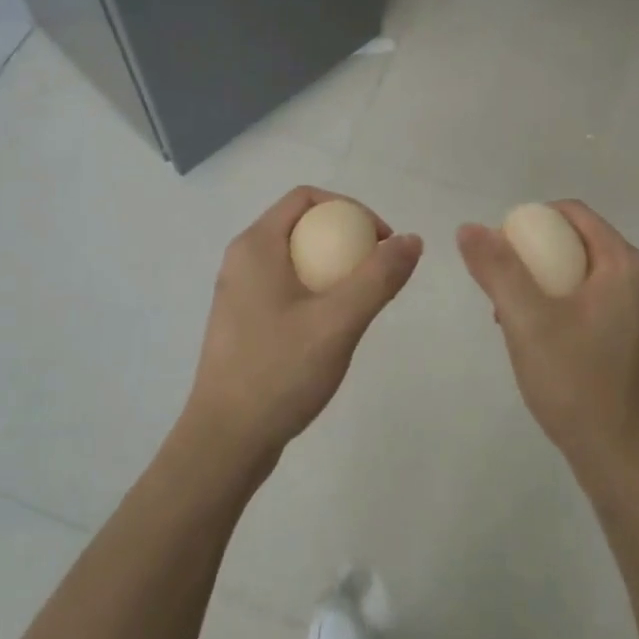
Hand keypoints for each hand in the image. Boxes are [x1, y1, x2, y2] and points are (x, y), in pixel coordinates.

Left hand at [185, 187, 422, 465]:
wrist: (226, 440)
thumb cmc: (279, 372)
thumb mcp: (338, 322)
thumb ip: (378, 277)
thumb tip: (412, 240)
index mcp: (255, 245)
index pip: (306, 198)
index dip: (351, 208)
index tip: (382, 242)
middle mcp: (242, 260)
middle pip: (301, 226)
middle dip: (345, 239)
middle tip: (378, 272)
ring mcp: (239, 292)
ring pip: (294, 259)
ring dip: (333, 268)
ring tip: (362, 301)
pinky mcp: (242, 321)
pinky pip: (285, 286)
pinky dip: (315, 291)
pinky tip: (333, 327)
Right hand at [457, 202, 638, 483]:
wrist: (623, 459)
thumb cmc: (576, 382)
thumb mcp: (526, 320)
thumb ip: (497, 269)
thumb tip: (470, 228)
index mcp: (624, 265)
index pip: (573, 214)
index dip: (531, 220)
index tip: (500, 249)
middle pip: (578, 244)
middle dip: (534, 256)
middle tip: (501, 286)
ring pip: (583, 276)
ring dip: (544, 284)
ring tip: (512, 317)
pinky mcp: (635, 341)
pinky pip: (592, 303)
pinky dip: (562, 307)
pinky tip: (539, 340)